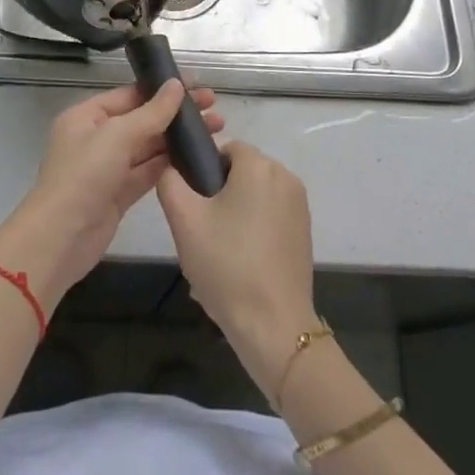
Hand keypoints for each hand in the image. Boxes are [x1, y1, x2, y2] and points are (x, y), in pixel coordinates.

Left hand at [0, 80, 223, 307]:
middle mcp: (96, 138)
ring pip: (149, 146)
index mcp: (86, 116)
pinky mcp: (119, 194)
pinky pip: (148, 172)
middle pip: (142, 119)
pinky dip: (170, 164)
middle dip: (176, 114)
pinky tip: (197, 157)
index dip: (163, 89)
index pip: (130, 95)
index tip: (198, 85)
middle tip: (215, 108)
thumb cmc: (84, 176)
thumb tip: (176, 85)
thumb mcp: (117, 136)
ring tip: (216, 129)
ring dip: (178, 138)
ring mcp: (108, 167)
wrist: (60, 238)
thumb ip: (151, 112)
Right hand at [157, 141, 317, 395]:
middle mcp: (285, 177)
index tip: (193, 205)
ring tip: (217, 252)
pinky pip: (270, 217)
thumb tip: (171, 167)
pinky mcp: (304, 232)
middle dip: (219, 195)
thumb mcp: (184, 220)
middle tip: (201, 232)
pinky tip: (239, 264)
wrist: (273, 325)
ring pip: (254, 196)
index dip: (203, 172)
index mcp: (259, 166)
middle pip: (241, 173)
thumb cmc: (226, 265)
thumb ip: (170, 182)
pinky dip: (253, 231)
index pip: (225, 149)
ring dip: (235, 214)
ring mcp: (299, 206)